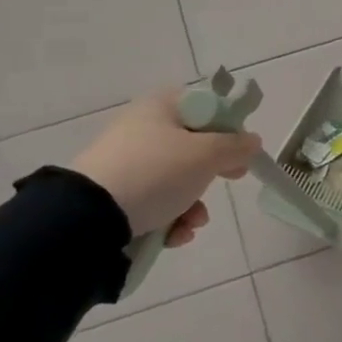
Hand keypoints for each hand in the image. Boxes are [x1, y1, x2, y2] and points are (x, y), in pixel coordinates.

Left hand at [69, 87, 259, 242]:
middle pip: (193, 146)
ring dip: (194, 204)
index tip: (241, 149)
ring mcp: (126, 163)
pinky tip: (174, 235)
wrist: (89, 217)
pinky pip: (155, 201)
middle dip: (213, 173)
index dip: (228, 126)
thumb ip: (236, 146)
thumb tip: (252, 141)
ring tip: (193, 223)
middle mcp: (141, 129)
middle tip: (231, 180)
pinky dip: (170, 218)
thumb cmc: (156, 172)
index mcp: (160, 108)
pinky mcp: (115, 195)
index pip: (205, 106)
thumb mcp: (207, 155)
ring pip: (177, 179)